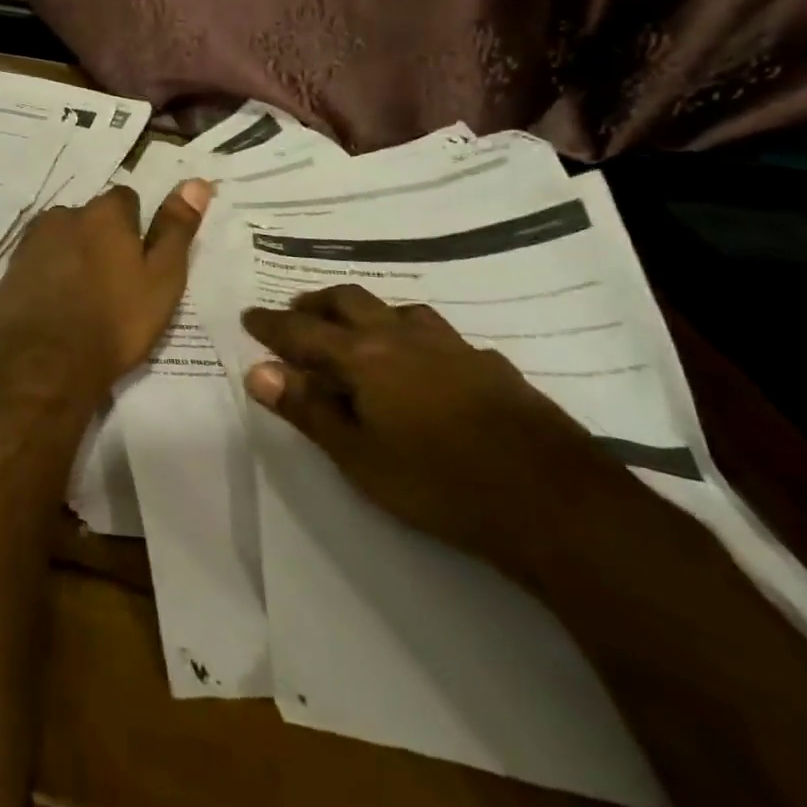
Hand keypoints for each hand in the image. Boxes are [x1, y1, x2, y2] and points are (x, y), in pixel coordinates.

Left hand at [0, 180, 212, 407]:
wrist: (45, 363)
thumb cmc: (115, 322)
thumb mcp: (162, 279)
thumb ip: (176, 229)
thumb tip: (196, 182)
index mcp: (103, 213)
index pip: (125, 200)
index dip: (135, 228)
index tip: (139, 261)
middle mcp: (64, 216)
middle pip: (90, 218)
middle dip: (101, 240)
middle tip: (114, 283)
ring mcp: (31, 242)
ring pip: (62, 238)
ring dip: (72, 255)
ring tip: (84, 298)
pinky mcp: (10, 269)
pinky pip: (38, 262)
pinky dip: (48, 275)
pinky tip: (56, 305)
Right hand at [241, 284, 633, 577]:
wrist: (557, 504)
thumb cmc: (439, 483)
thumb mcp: (358, 455)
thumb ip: (307, 409)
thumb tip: (258, 371)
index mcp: (365, 356)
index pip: (303, 331)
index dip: (272, 324)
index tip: (249, 317)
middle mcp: (404, 337)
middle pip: (349, 301)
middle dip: (317, 304)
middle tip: (297, 313)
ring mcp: (454, 348)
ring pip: (399, 310)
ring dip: (369, 313)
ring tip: (358, 331)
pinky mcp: (493, 367)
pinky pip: (442, 338)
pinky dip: (417, 339)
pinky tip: (428, 365)